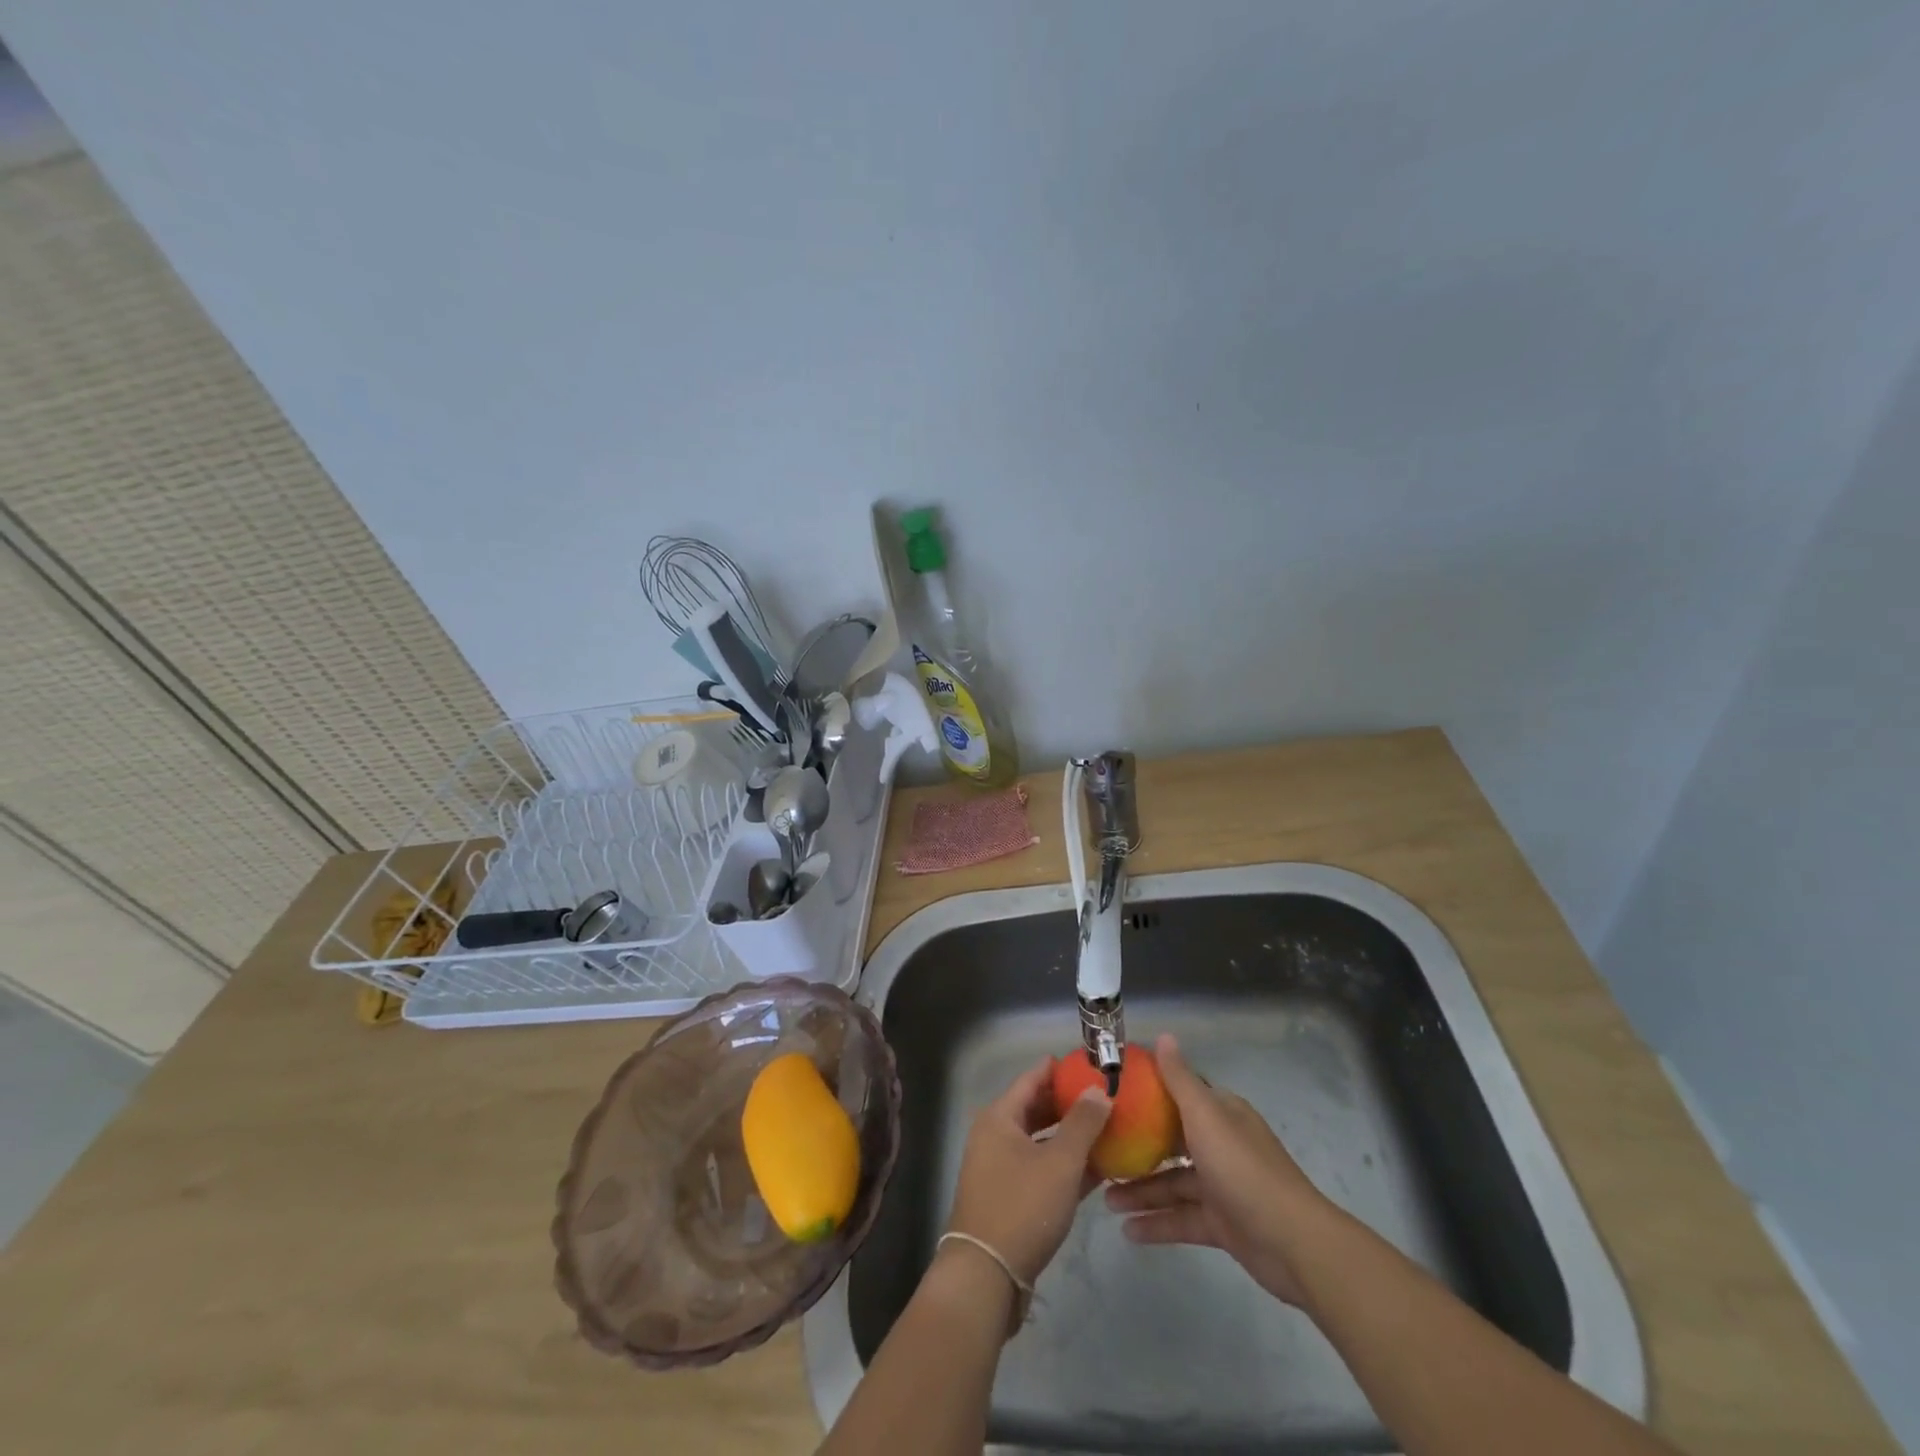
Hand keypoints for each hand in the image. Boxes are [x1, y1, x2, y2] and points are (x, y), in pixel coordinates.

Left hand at [945, 1058, 1111, 1286]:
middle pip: (1036, 1108)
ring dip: (1071, 1137)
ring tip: (1108, 1130)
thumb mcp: (1060, 1162)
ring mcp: (1000, 1168)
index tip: (1093, 1064)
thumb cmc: (1023, 1207)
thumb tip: (1100, 1090)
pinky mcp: (1009, 1197)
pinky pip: (1041, 1168)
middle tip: (1106, 1097)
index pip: (1033, 1078)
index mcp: (999, 1117)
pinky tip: (1098, 1169)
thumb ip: (1083, 1123)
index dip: (1061, 1069)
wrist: (987, 1276)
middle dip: (1070, 1103)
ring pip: (1041, 1141)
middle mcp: (995, 1135)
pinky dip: (1065, 1166)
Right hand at [1105, 1033, 1327, 1304]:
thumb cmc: (1243, 1169)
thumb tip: (1164, 1035)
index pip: (1179, 1094)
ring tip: (1105, 1200)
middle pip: (1171, 1141)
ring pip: (1173, 1183)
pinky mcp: (1223, 1224)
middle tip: (1100, 1153)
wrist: (1294, 1245)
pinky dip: (1157, 1223)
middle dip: (1136, 1148)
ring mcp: (1222, 1186)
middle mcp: (1220, 1144)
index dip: (1146, 1094)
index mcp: (1220, 1114)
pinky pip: (1182, 1218)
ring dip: (1141, 1191)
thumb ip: (1180, 1080)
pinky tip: (1127, 1231)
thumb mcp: (1206, 1117)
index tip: (1110, 1097)